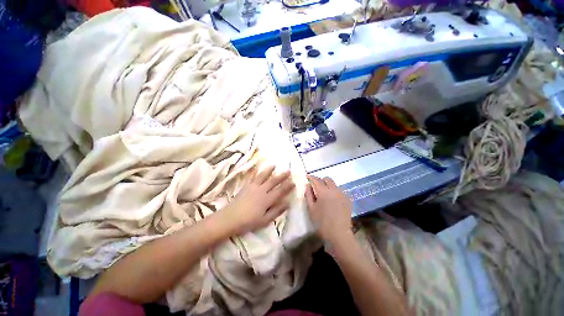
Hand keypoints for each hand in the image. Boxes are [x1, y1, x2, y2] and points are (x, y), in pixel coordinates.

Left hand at [220, 166, 294, 235]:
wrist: (230, 218)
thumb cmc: (248, 222)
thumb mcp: (265, 220)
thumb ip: (276, 211)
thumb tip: (287, 203)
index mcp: (267, 199)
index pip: (280, 191)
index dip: (287, 186)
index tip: (293, 182)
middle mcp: (261, 190)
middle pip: (273, 181)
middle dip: (282, 176)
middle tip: (288, 171)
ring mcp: (253, 187)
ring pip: (263, 176)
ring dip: (269, 170)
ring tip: (274, 165)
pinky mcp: (246, 186)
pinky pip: (252, 177)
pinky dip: (256, 172)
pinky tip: (257, 169)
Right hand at [305, 176, 352, 241]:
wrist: (339, 234)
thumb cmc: (321, 223)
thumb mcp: (311, 209)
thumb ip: (308, 195)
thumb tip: (308, 185)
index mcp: (323, 192)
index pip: (316, 180)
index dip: (311, 177)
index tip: (307, 177)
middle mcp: (334, 190)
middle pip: (327, 179)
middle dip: (320, 180)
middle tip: (316, 187)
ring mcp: (342, 194)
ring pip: (334, 184)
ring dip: (328, 186)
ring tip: (325, 194)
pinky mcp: (348, 199)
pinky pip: (339, 191)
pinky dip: (334, 191)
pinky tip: (333, 200)